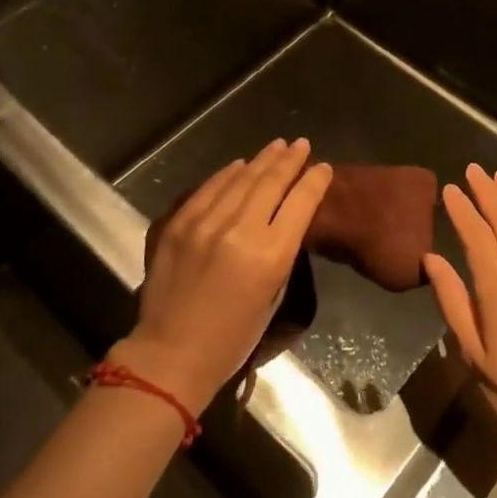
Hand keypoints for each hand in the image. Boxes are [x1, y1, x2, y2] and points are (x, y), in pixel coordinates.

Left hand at [115, 139, 331, 413]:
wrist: (171, 354)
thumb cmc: (233, 337)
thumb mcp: (273, 294)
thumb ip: (281, 251)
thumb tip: (284, 217)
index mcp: (270, 255)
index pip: (301, 202)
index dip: (315, 180)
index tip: (324, 167)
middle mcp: (240, 230)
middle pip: (271, 182)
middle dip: (290, 159)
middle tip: (301, 144)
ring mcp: (206, 223)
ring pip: (241, 178)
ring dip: (262, 160)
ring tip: (277, 146)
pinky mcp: (180, 223)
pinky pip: (209, 188)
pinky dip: (228, 173)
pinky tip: (240, 164)